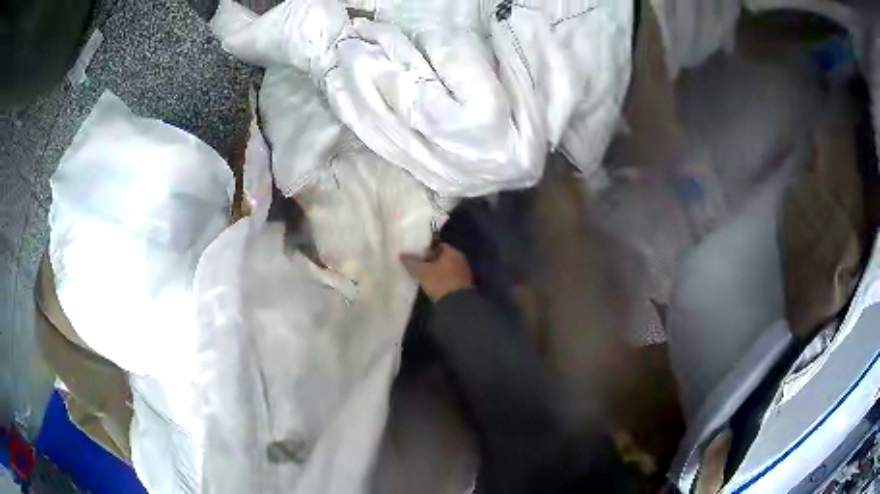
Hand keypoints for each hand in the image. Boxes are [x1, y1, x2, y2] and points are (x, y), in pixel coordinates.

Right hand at [400, 243, 473, 301]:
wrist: (457, 304)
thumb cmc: (440, 282)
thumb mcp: (422, 271)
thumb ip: (412, 262)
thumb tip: (401, 254)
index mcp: (453, 252)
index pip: (439, 245)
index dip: (428, 249)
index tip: (418, 255)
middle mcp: (461, 260)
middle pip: (444, 257)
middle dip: (433, 260)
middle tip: (420, 265)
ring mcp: (465, 272)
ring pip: (448, 268)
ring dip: (439, 271)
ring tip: (426, 276)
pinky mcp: (465, 285)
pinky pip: (452, 278)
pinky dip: (444, 279)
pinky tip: (436, 285)